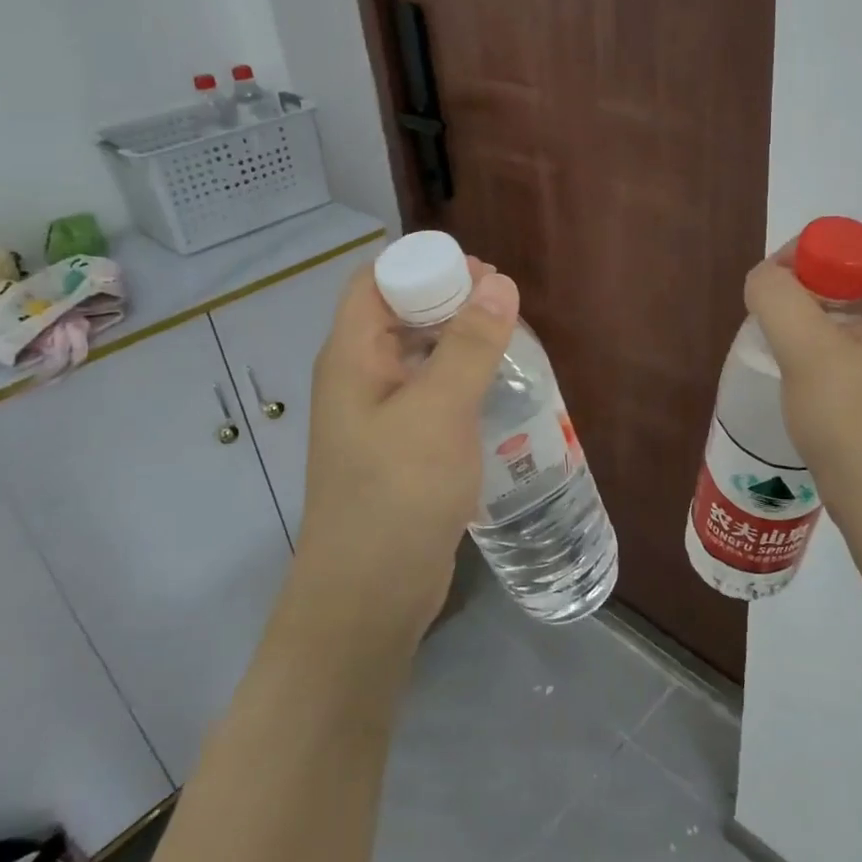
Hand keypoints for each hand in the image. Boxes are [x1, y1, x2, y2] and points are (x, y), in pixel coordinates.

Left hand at [289, 256, 519, 646]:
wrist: (370, 596)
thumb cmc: (397, 493)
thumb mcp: (438, 411)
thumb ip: (469, 345)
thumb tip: (499, 282)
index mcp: (352, 357)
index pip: (375, 282)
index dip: (422, 265)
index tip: (479, 272)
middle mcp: (360, 378)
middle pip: (399, 314)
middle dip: (449, 299)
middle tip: (505, 303)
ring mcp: (380, 415)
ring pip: (419, 355)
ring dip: (459, 340)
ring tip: (510, 340)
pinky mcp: (402, 447)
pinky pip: (431, 394)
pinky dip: (461, 379)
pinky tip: (496, 388)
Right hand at [743, 237, 861, 583]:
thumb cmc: (854, 425)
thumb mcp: (806, 351)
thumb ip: (776, 296)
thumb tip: (764, 279)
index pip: (857, 244)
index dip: (806, 255)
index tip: (771, 292)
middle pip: (857, 275)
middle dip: (806, 288)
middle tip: (771, 321)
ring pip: (856, 310)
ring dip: (813, 318)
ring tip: (784, 349)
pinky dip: (829, 344)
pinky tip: (806, 373)